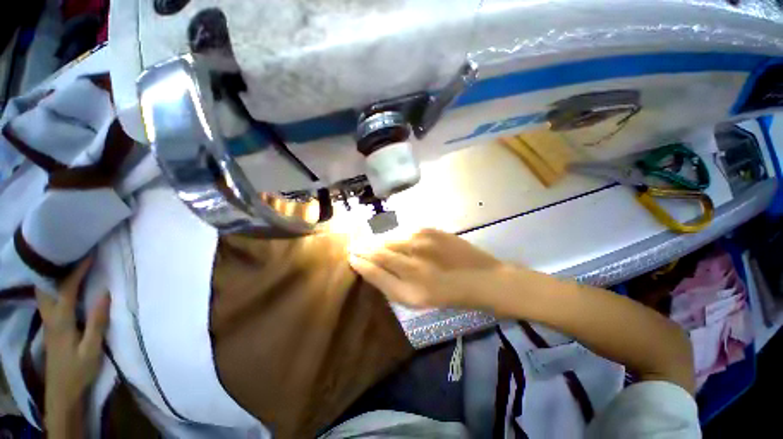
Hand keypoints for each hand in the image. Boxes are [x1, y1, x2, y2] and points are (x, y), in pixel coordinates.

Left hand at [36, 257, 109, 435]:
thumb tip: (105, 294)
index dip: (77, 271)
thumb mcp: (92, 349)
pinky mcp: (50, 326)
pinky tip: (60, 286)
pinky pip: (47, 299)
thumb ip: (97, 322)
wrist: (62, 391)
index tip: (89, 256)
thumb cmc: (79, 370)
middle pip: (46, 287)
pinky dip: (52, 287)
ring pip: (43, 293)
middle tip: (70, 256)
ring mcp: (47, 322)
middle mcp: (50, 317)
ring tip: (65, 266)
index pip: (66, 289)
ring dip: (52, 277)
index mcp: (61, 321)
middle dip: (56, 269)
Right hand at [349, 229, 505, 309]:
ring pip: (390, 239)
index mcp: (410, 290)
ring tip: (371, 243)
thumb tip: (370, 268)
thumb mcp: (417, 300)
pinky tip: (395, 240)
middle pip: (379, 251)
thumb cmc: (450, 296)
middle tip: (355, 248)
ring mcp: (422, 243)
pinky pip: (404, 232)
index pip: (375, 270)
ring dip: (379, 242)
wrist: (483, 279)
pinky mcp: (430, 230)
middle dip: (364, 248)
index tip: (350, 257)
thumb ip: (391, 284)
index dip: (360, 262)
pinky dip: (396, 236)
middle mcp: (413, 264)